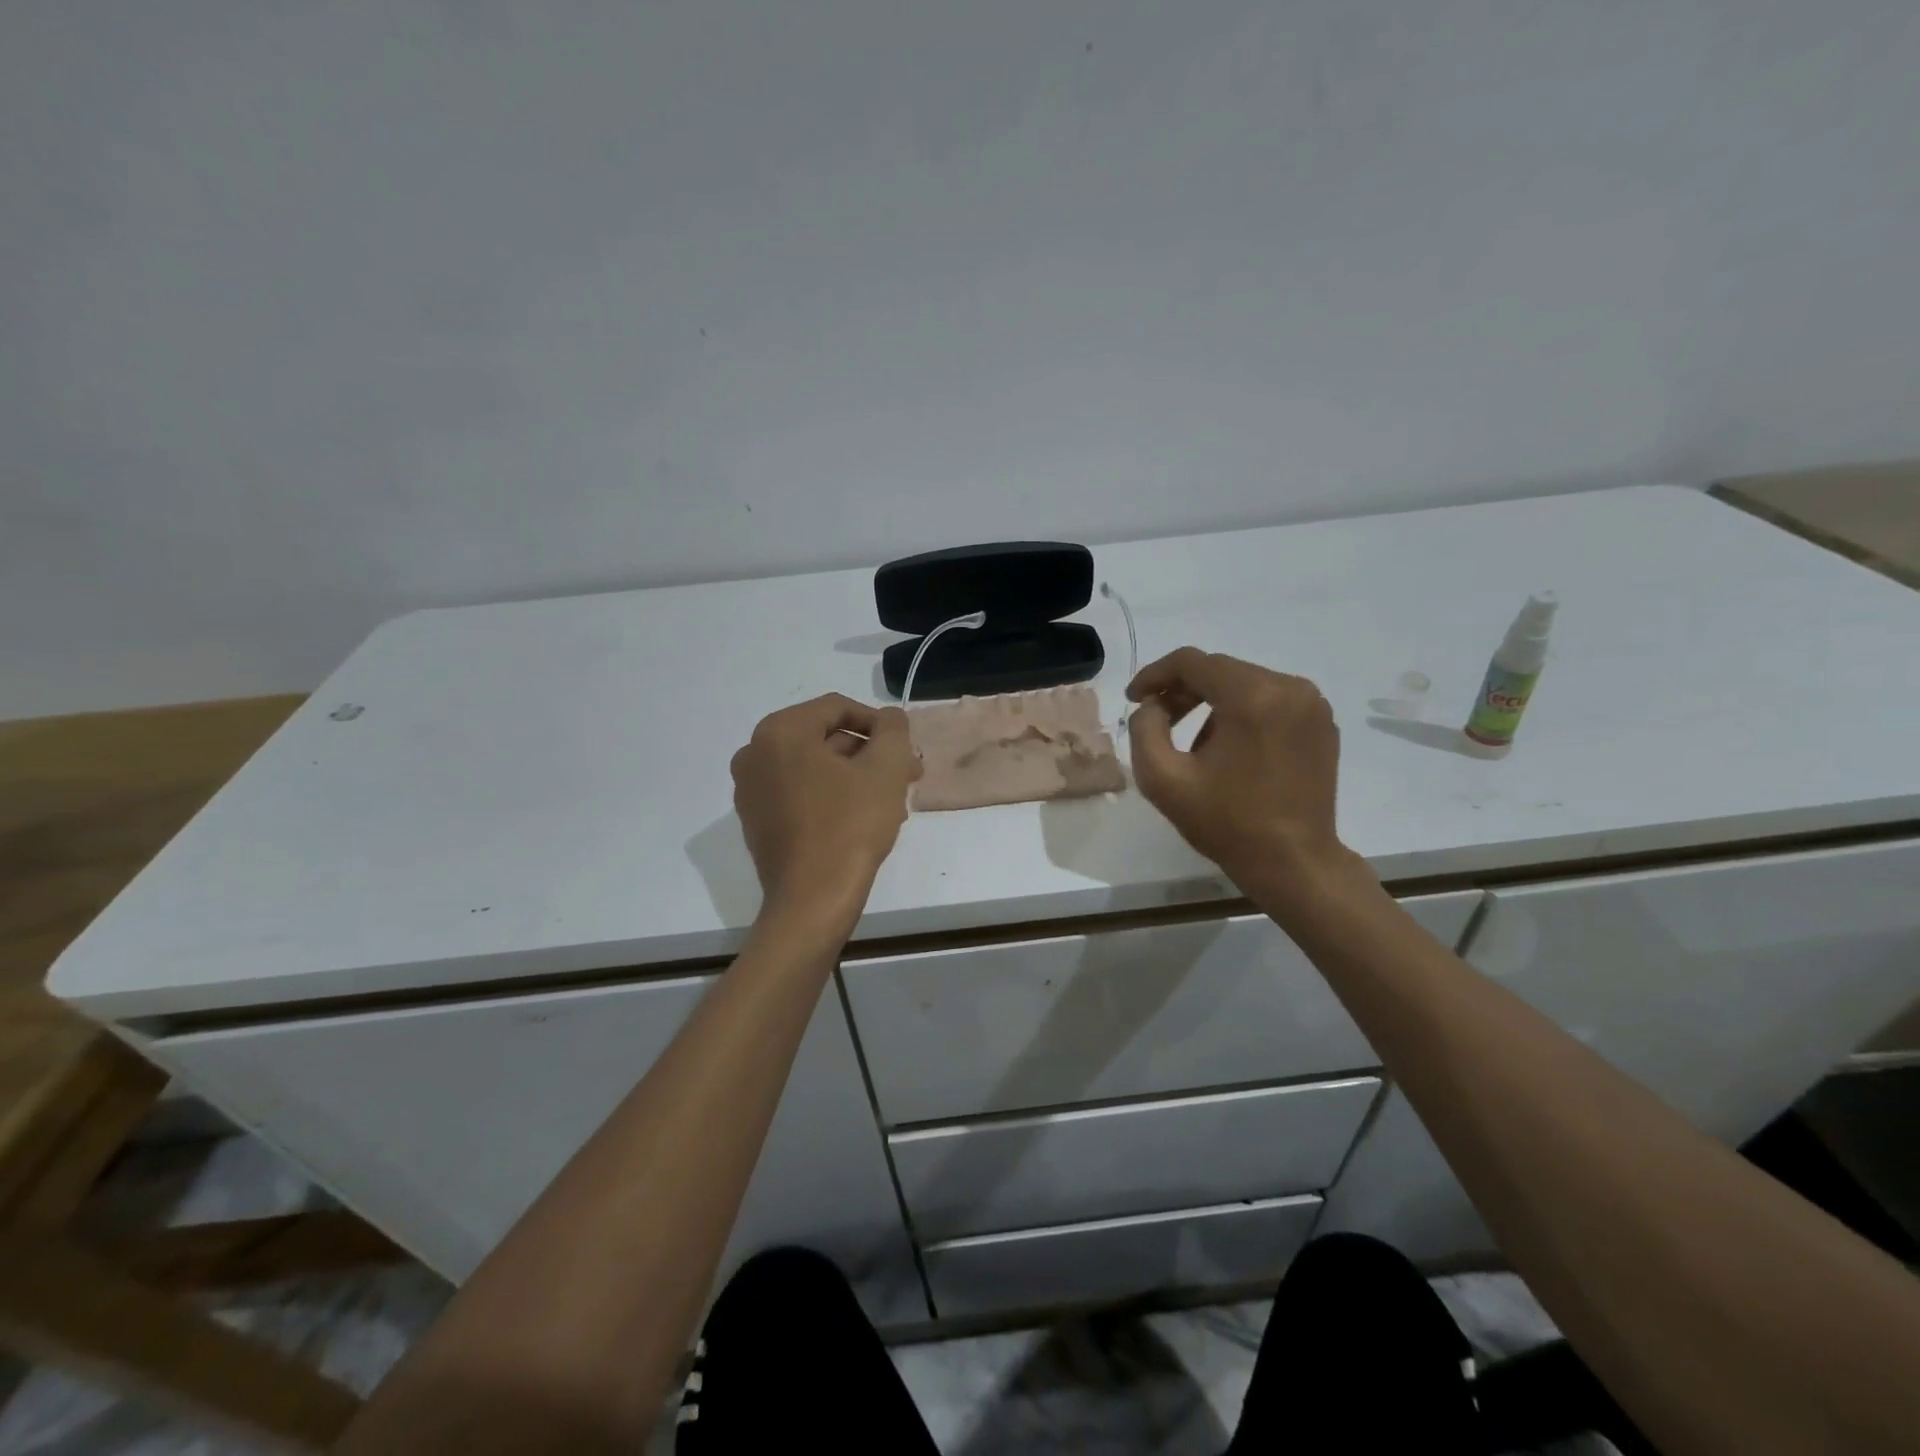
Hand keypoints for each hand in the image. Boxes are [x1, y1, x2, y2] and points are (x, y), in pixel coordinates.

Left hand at [731, 694, 919, 923]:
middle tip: (905, 774)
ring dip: (854, 775)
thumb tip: (889, 718)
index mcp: (780, 731)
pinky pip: (798, 793)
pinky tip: (861, 818)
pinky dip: (830, 795)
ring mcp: (750, 789)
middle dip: (869, 753)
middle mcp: (754, 753)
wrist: (813, 900)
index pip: (838, 708)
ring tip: (891, 800)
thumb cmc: (850, 826)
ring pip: (814, 767)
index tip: (904, 749)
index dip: (879, 723)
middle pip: (824, 738)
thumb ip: (893, 729)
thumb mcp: (885, 769)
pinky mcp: (755, 821)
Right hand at [1126, 648, 1359, 901]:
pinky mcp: (1322, 723)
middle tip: (1157, 720)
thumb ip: (1144, 729)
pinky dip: (1243, 713)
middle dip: (1183, 690)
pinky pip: (1271, 701)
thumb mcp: (1163, 779)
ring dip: (1212, 704)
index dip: (1155, 675)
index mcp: (1252, 697)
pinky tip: (1230, 749)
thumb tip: (1152, 706)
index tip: (1134, 699)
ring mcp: (1312, 704)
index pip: (1192, 662)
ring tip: (1195, 744)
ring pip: (1245, 684)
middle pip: (1221, 670)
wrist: (1294, 863)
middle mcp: (1289, 688)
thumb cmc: (1226, 823)